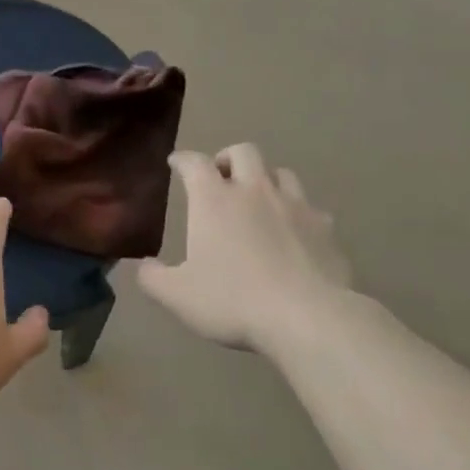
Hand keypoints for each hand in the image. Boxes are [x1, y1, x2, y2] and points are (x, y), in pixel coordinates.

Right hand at [138, 144, 352, 352]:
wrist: (306, 316)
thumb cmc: (231, 301)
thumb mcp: (177, 296)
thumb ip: (153, 278)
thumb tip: (144, 265)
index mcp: (214, 201)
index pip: (194, 164)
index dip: (183, 160)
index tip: (176, 162)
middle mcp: (255, 192)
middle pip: (244, 152)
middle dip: (227, 158)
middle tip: (219, 176)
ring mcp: (295, 206)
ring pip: (280, 173)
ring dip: (264, 179)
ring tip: (257, 199)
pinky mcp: (325, 227)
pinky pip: (309, 207)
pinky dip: (295, 212)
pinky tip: (292, 232)